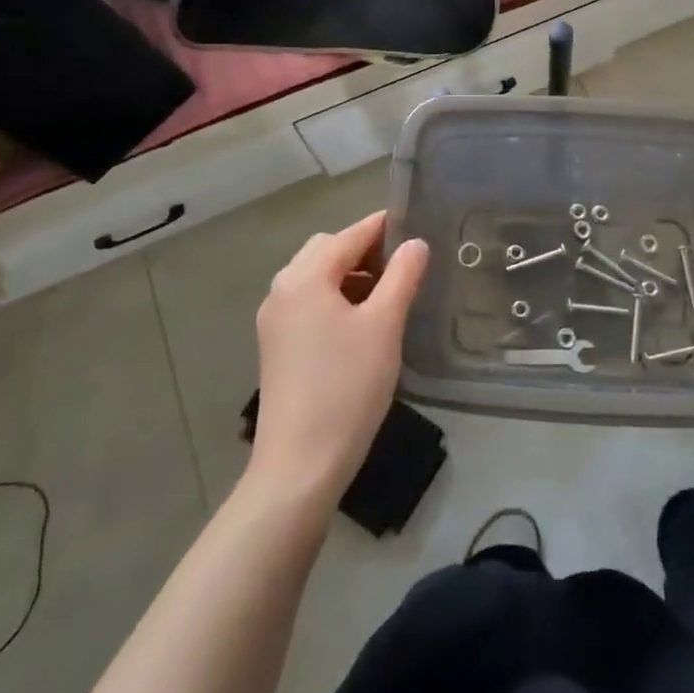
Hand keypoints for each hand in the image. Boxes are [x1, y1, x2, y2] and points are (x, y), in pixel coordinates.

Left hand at [248, 212, 427, 508]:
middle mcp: (282, 289)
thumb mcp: (384, 325)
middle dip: (365, 251)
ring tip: (388, 296)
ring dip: (350, 275)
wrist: (300, 465)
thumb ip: (402, 276)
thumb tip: (415, 243)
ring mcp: (275, 319)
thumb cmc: (346, 386)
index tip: (418, 227)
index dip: (385, 227)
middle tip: (404, 267)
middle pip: (328, 250)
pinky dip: (335, 298)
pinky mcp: (276, 346)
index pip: (350, 234)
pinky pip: (308, 302)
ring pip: (317, 277)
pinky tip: (361, 323)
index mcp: (305, 276)